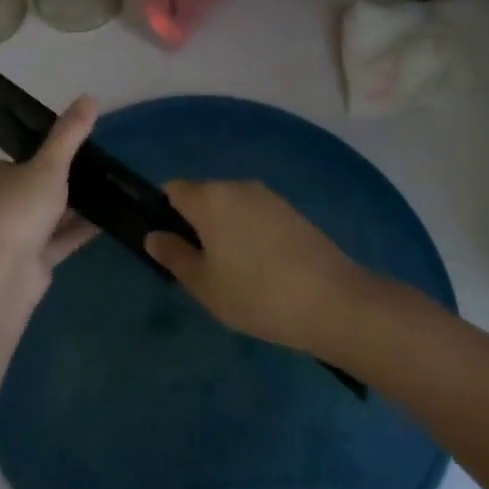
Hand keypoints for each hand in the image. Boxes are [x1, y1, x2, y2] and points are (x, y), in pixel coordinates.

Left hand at [0, 95, 98, 299]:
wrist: (0, 276)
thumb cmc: (18, 210)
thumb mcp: (48, 165)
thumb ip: (70, 134)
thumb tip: (90, 96)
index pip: (24, 157)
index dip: (51, 151)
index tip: (83, 146)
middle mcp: (3, 201)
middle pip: (40, 185)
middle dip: (69, 180)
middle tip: (106, 168)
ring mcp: (18, 233)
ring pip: (53, 214)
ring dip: (79, 206)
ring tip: (115, 190)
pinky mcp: (34, 260)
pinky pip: (63, 239)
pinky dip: (83, 229)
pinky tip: (111, 220)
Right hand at [146, 180, 362, 351]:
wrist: (334, 302)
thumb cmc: (256, 294)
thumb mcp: (204, 285)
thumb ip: (174, 256)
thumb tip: (154, 236)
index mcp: (209, 198)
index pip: (172, 189)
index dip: (164, 212)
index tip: (171, 245)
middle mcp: (236, 186)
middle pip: (202, 196)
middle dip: (195, 223)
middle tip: (201, 267)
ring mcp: (268, 196)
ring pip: (231, 206)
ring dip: (225, 229)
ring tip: (235, 273)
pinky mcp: (292, 211)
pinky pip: (256, 215)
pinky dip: (250, 233)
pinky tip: (263, 269)